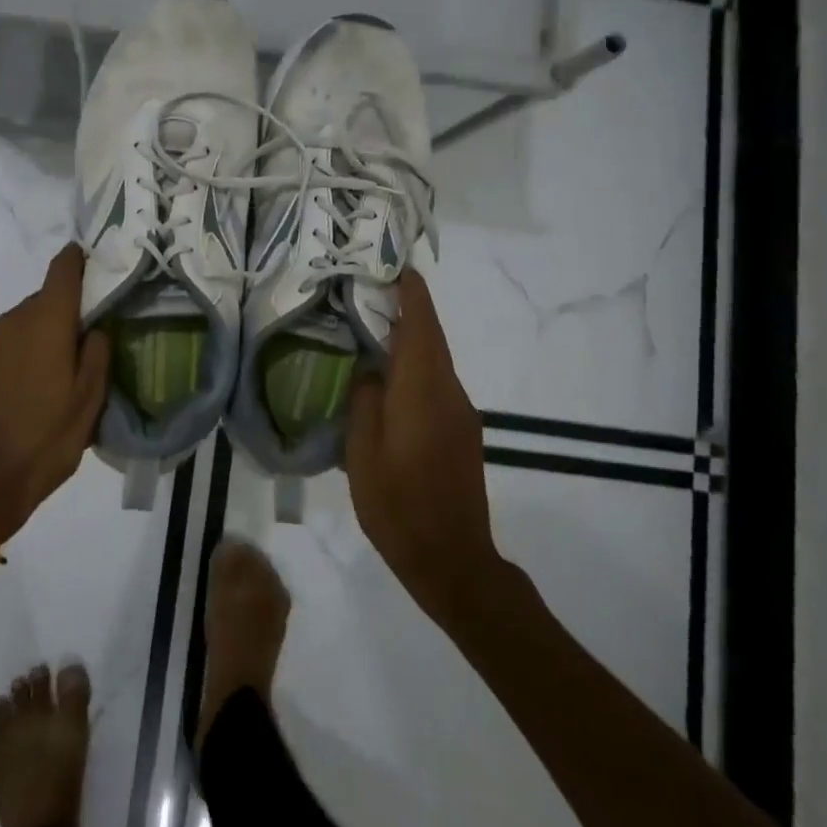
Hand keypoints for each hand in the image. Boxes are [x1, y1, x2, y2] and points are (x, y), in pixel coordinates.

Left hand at [0, 246, 110, 544]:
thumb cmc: (46, 439)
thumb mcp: (89, 400)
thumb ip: (97, 353)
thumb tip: (94, 328)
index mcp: (45, 321)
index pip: (63, 269)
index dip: (80, 260)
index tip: (97, 263)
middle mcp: (13, 320)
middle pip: (46, 298)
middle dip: (68, 311)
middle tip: (91, 337)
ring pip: (26, 321)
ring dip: (46, 333)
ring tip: (64, 368)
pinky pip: (9, 342)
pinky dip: (26, 350)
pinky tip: (36, 383)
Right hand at [345, 270, 499, 625]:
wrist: (453, 560)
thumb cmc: (398, 506)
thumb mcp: (362, 453)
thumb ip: (364, 403)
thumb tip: (368, 372)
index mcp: (422, 391)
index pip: (421, 327)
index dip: (411, 294)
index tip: (396, 266)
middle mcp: (449, 394)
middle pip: (431, 339)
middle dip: (408, 311)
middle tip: (371, 293)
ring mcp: (461, 415)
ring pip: (434, 363)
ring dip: (411, 341)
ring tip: (372, 333)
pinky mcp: (463, 434)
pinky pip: (436, 386)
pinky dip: (415, 370)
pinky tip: (388, 382)